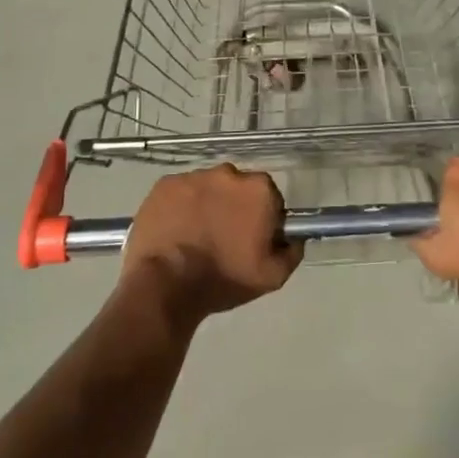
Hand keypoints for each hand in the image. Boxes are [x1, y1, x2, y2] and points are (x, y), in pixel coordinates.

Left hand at [122, 165, 302, 323]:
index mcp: (259, 189)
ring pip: (207, 188)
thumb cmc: (224, 278)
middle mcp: (228, 173)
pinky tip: (175, 231)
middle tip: (223, 239)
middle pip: (238, 188)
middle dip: (234, 207)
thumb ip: (292, 251)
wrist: (166, 284)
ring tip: (195, 237)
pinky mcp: (165, 183)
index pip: (269, 198)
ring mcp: (193, 176)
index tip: (252, 240)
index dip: (263, 219)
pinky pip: (180, 192)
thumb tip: (294, 237)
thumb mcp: (272, 276)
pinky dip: (180, 206)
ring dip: (206, 205)